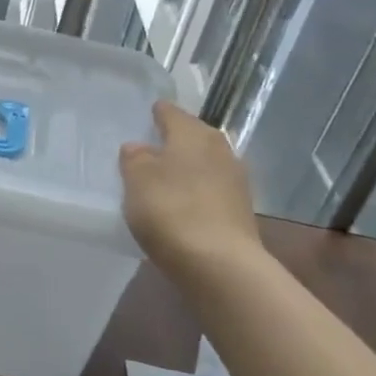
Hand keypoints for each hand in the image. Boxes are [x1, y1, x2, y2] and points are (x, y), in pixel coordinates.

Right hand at [120, 101, 264, 285]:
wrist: (219, 263)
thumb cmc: (171, 210)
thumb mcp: (137, 180)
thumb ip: (135, 159)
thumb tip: (139, 147)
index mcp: (193, 134)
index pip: (172, 113)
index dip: (157, 113)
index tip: (147, 114)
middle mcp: (220, 149)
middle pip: (194, 137)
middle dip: (175, 140)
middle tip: (152, 147)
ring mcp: (235, 180)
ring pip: (205, 163)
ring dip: (188, 167)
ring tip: (165, 177)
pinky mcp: (240, 210)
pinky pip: (212, 189)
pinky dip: (197, 191)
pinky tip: (182, 203)